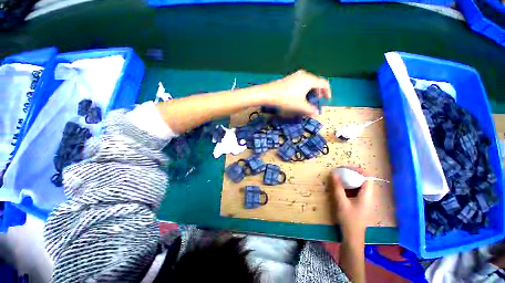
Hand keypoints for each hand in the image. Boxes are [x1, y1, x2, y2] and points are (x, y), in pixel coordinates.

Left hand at [263, 70, 330, 114]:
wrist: (269, 94)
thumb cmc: (286, 99)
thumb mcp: (300, 106)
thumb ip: (310, 110)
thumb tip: (317, 113)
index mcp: (310, 80)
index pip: (324, 84)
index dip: (328, 92)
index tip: (327, 100)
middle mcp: (304, 75)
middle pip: (316, 82)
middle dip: (318, 92)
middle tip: (317, 100)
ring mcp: (295, 76)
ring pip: (307, 82)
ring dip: (310, 90)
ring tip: (308, 99)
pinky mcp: (288, 78)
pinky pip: (300, 82)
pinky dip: (303, 89)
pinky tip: (298, 95)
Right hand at [331, 167, 373, 240]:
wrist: (353, 237)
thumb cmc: (349, 220)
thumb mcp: (341, 202)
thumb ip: (337, 187)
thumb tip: (333, 173)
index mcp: (367, 195)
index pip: (367, 177)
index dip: (357, 170)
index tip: (345, 168)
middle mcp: (369, 196)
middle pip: (363, 180)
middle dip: (352, 174)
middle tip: (340, 172)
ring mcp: (366, 201)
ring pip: (360, 185)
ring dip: (350, 180)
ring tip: (339, 178)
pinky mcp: (361, 204)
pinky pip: (357, 191)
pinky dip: (349, 186)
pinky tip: (341, 188)